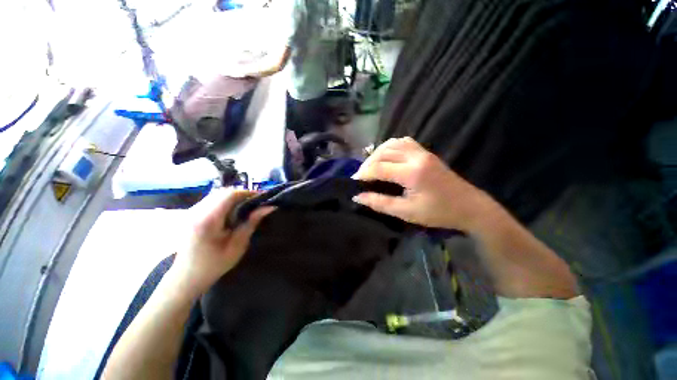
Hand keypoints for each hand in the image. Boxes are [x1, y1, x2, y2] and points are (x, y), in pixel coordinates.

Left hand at [171, 188, 274, 298]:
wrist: (187, 276)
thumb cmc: (215, 264)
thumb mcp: (238, 245)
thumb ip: (251, 223)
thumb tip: (269, 207)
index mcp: (208, 220)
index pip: (230, 195)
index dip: (248, 193)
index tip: (262, 198)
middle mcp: (197, 211)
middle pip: (223, 192)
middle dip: (242, 194)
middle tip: (256, 203)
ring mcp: (191, 212)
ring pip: (216, 194)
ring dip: (233, 197)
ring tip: (246, 207)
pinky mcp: (191, 214)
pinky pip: (211, 200)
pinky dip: (224, 202)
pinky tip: (231, 212)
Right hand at [353, 137, 493, 231]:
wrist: (469, 206)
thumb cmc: (438, 213)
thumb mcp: (406, 212)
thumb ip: (380, 203)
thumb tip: (358, 197)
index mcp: (412, 173)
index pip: (379, 168)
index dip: (363, 174)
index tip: (354, 182)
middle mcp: (416, 157)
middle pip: (383, 153)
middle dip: (367, 164)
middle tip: (361, 176)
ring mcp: (422, 152)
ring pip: (391, 144)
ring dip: (377, 154)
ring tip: (370, 166)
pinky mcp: (426, 152)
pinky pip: (403, 142)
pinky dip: (389, 147)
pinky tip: (386, 157)